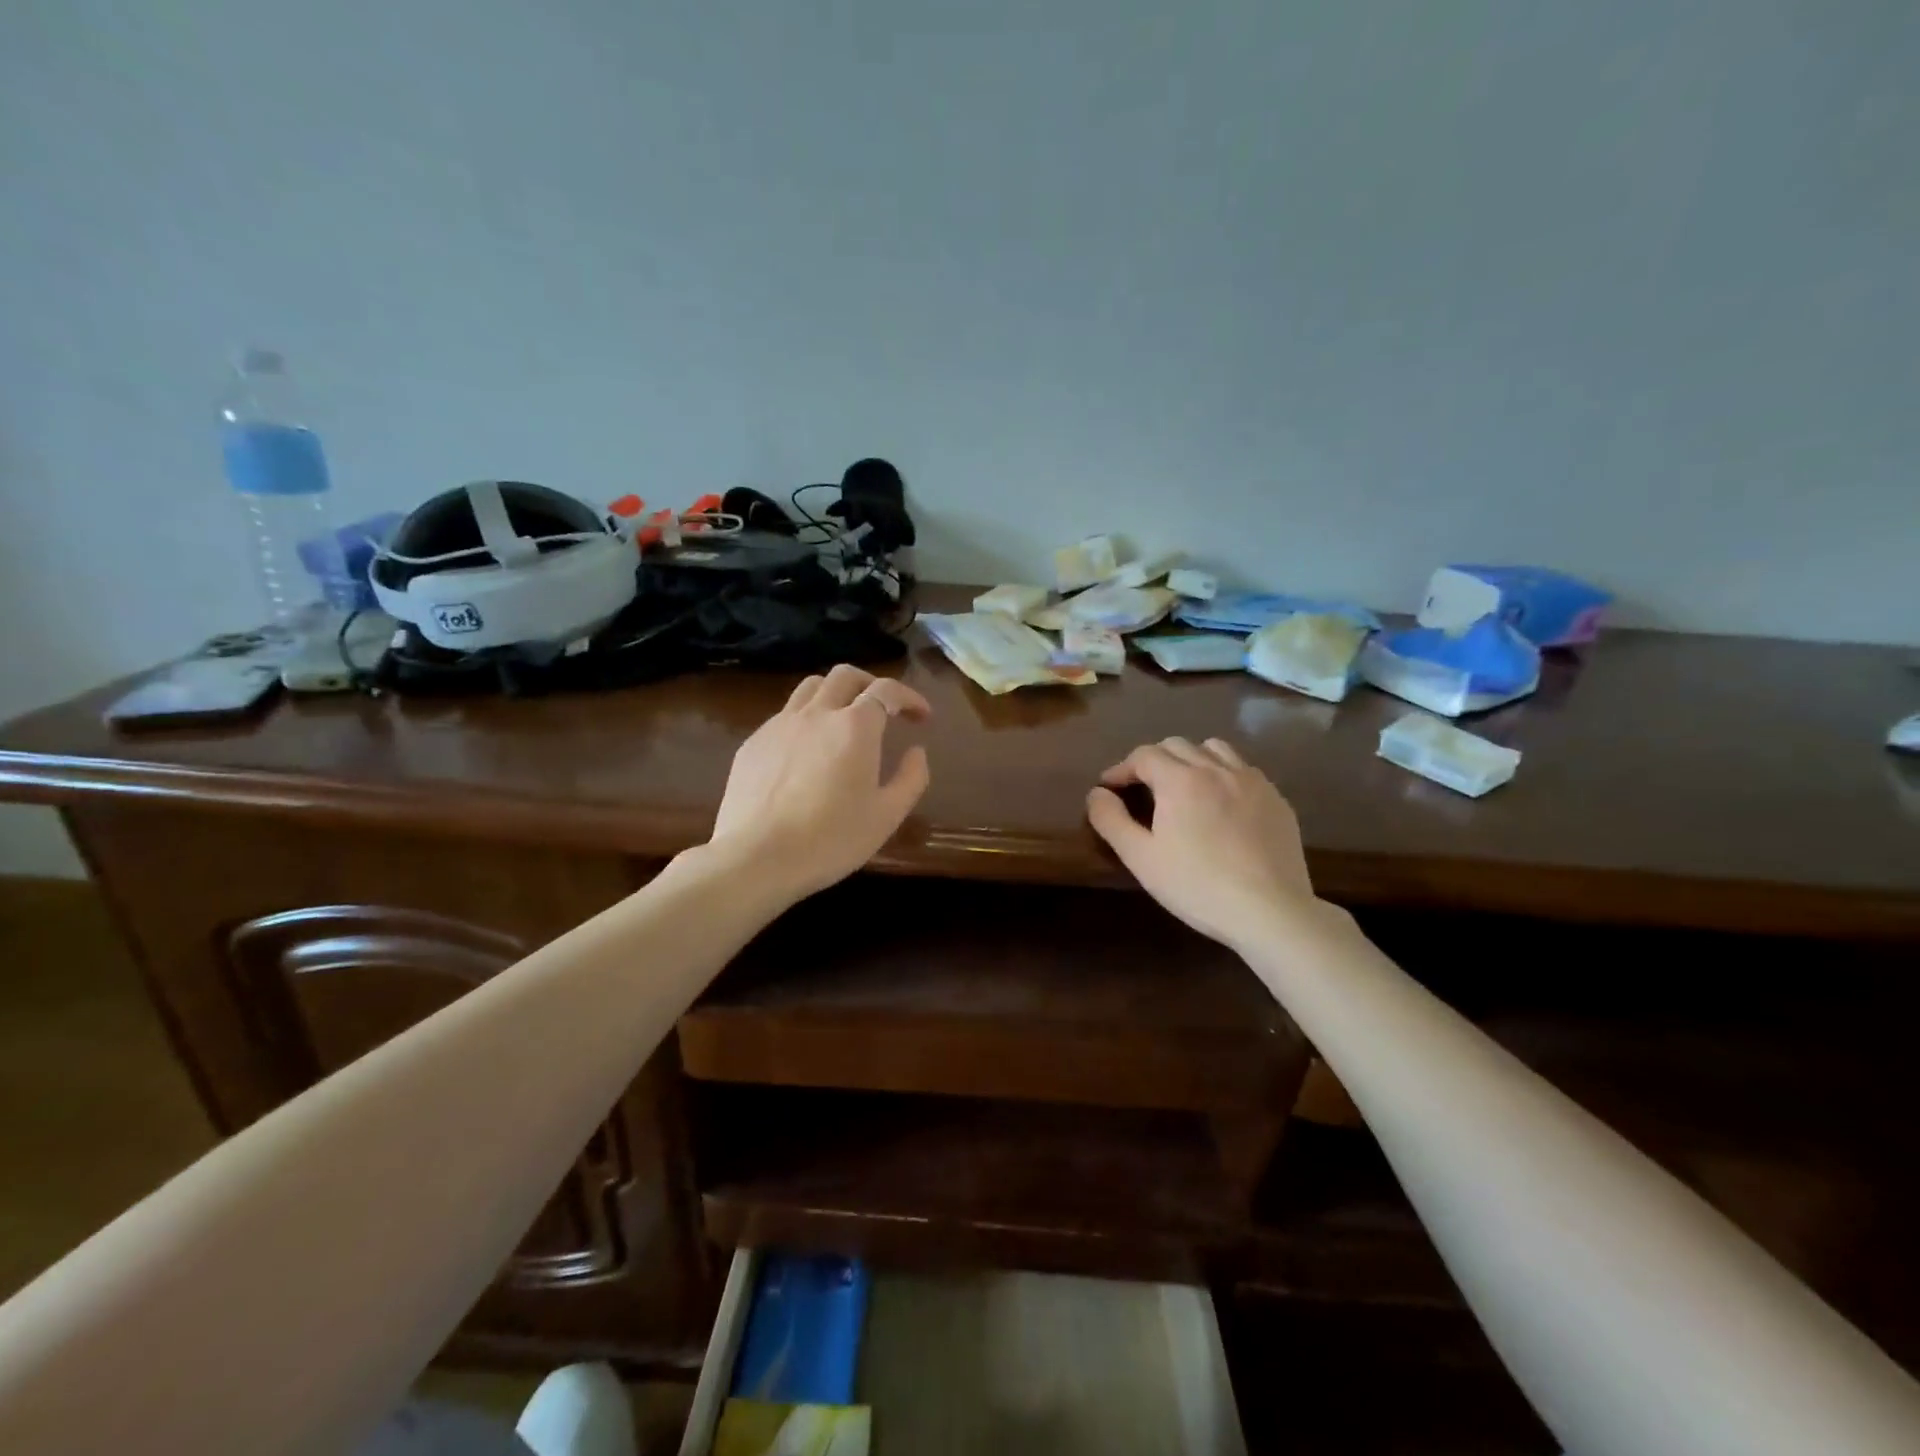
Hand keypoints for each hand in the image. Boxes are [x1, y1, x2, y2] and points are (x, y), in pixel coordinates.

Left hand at [709, 664, 932, 900]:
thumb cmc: (831, 839)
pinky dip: (806, 719)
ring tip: (844, 720)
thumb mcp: (887, 816)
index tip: (922, 717)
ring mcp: (779, 724)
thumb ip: (911, 778)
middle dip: (871, 684)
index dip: (909, 697)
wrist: (757, 857)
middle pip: (846, 676)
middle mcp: (817, 713)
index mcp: (855, 726)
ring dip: (835, 694)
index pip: (887, 690)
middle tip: (884, 709)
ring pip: (811, 687)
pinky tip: (807, 751)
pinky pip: (785, 715)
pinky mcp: (754, 742)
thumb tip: (917, 752)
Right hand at [1086, 737, 1317, 951]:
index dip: (1121, 768)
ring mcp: (1252, 781)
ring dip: (1191, 758)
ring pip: (1214, 748)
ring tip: (1184, 785)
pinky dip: (1223, 773)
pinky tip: (1222, 803)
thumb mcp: (1141, 858)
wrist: (1270, 910)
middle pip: (1177, 745)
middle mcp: (1216, 768)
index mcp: (1180, 780)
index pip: (1143, 755)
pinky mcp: (1276, 799)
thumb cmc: (1197, 885)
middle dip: (1153, 760)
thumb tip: (1097, 793)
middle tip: (1142, 787)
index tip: (1109, 787)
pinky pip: (1244, 769)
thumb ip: (1111, 820)